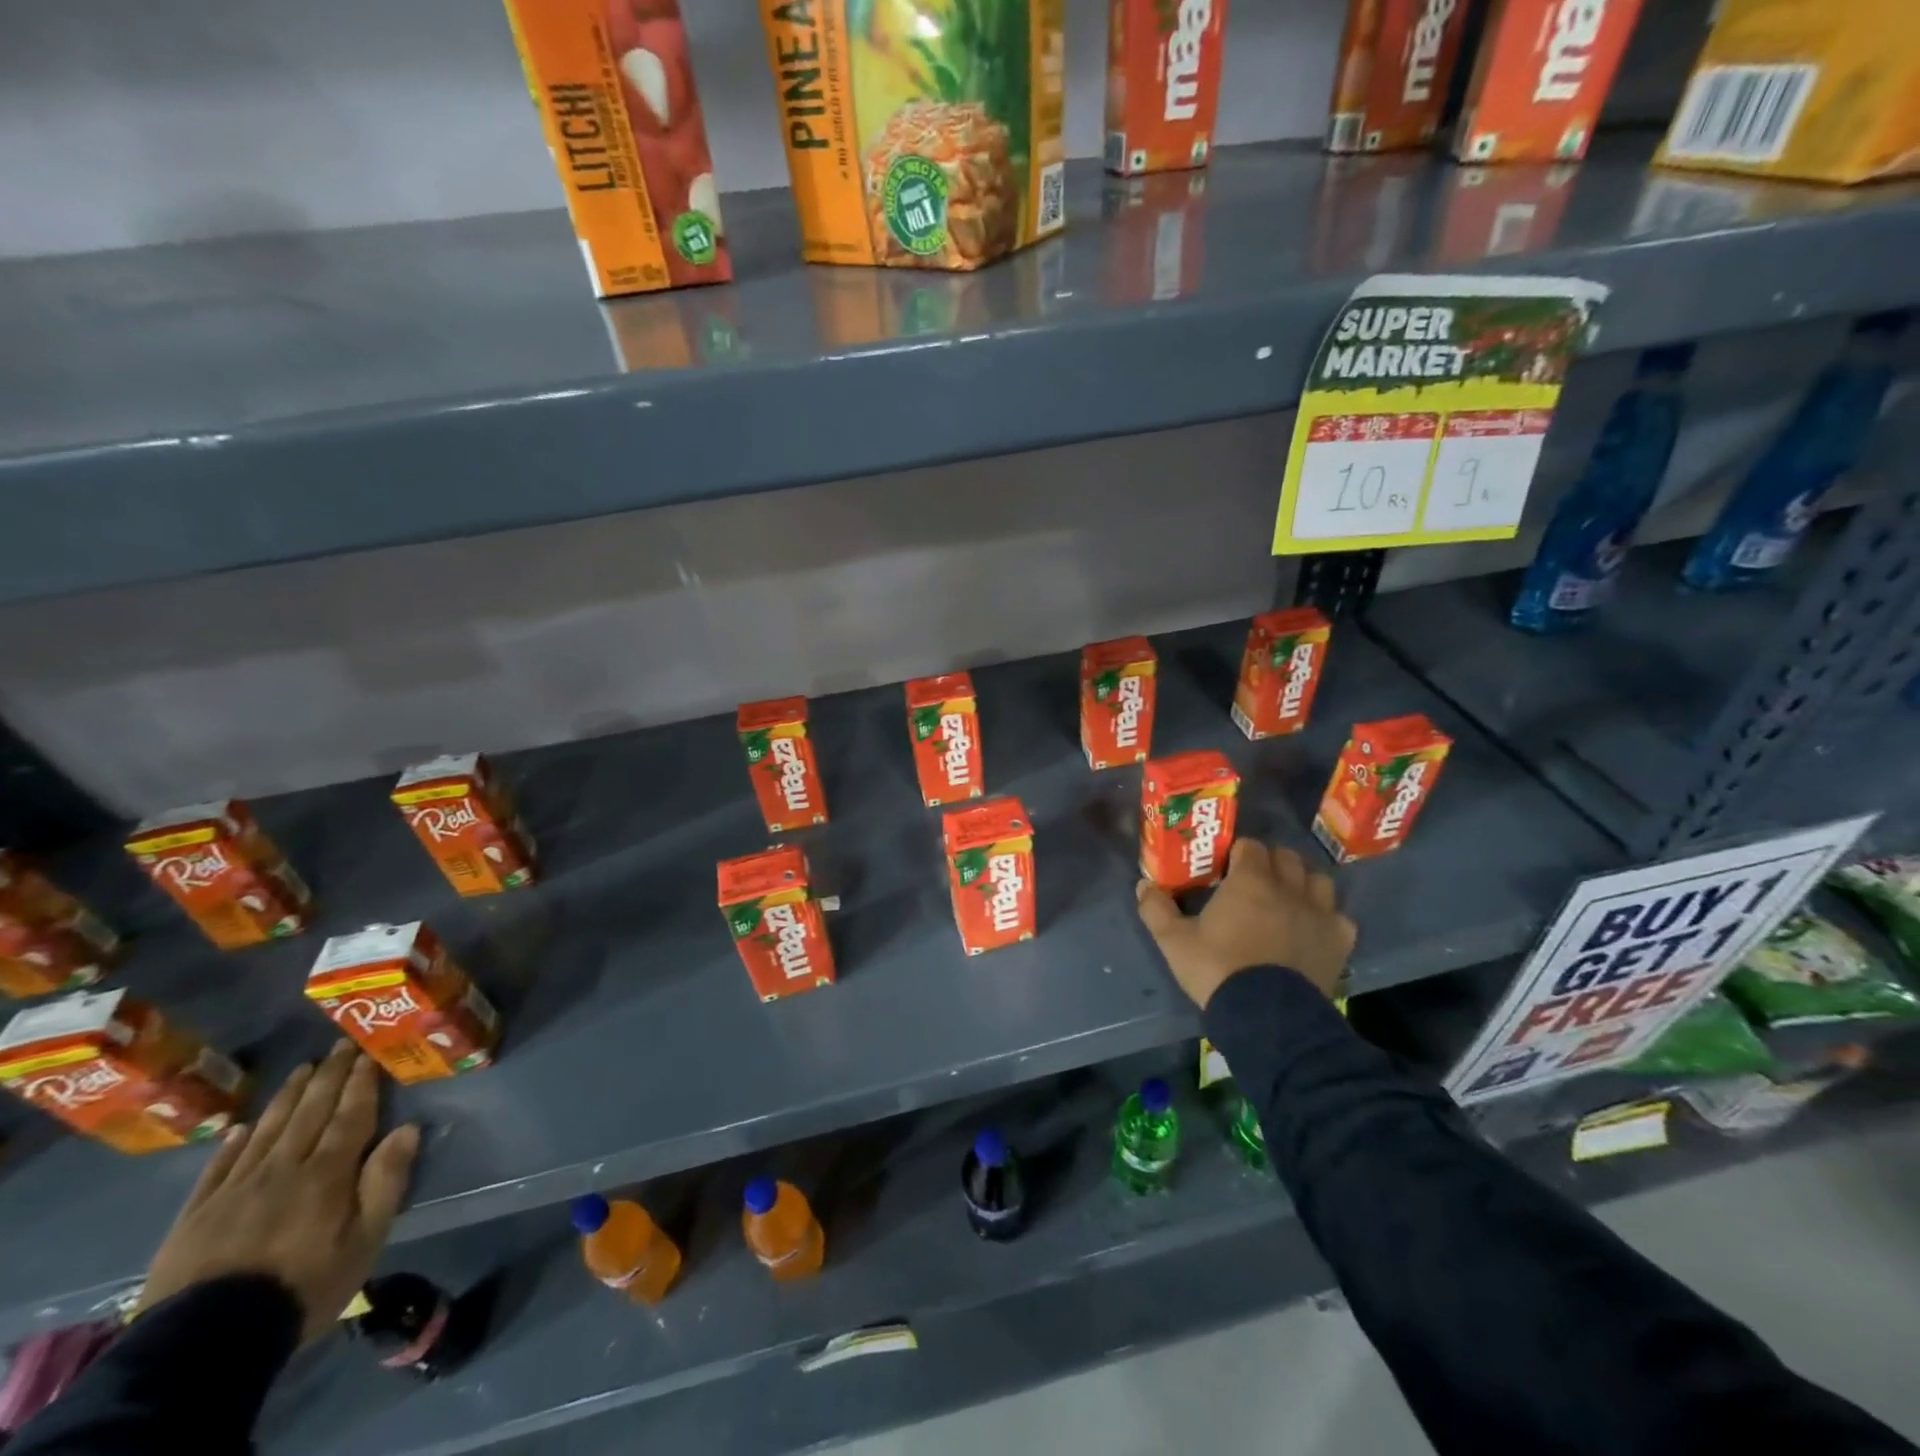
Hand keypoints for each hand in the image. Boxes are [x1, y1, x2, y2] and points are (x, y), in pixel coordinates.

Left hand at [140, 1042, 420, 1341]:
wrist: (205, 1343)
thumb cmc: (303, 1287)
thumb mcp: (364, 1240)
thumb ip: (385, 1182)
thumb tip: (408, 1129)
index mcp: (327, 1173)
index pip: (351, 1116)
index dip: (361, 1083)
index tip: (368, 1054)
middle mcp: (283, 1168)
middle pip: (309, 1113)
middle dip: (328, 1077)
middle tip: (338, 1046)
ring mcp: (235, 1189)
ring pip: (267, 1130)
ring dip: (287, 1097)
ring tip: (301, 1070)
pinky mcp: (196, 1215)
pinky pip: (218, 1167)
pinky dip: (233, 1143)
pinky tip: (241, 1128)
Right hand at [1136, 838, 1355, 1008]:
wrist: (1268, 1017)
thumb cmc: (1217, 971)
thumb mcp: (1174, 942)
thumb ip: (1156, 909)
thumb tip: (1143, 886)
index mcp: (1250, 880)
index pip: (1250, 846)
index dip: (1238, 853)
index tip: (1226, 868)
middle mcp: (1289, 888)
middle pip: (1287, 856)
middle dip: (1271, 862)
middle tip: (1254, 882)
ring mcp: (1319, 913)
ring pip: (1318, 880)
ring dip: (1302, 884)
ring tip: (1287, 900)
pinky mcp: (1339, 941)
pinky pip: (1338, 916)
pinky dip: (1326, 918)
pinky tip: (1311, 931)